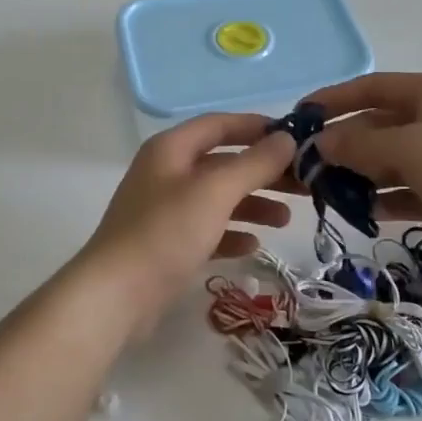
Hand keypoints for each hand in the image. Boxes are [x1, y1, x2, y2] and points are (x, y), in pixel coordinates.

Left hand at [76, 114, 296, 326]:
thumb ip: (253, 163)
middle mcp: (167, 173)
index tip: (295, 138)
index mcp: (171, 149)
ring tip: (286, 220)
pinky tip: (253, 245)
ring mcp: (165, 210)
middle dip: (264, 171)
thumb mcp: (214, 192)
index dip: (257, 128)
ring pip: (218, 197)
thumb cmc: (166, 233)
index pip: (220, 125)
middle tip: (305, 184)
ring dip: (253, 204)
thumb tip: (285, 139)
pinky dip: (231, 233)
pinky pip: (208, 229)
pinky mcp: (168, 243)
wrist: (116, 295)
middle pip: (224, 163)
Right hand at [299, 73, 421, 274]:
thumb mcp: (410, 147)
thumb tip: (320, 142)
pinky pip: (400, 192)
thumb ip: (360, 143)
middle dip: (339, 144)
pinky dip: (378, 200)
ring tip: (320, 193)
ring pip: (384, 163)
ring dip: (354, 175)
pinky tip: (354, 212)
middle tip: (302, 166)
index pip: (369, 89)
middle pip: (374, 127)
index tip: (298, 116)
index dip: (333, 99)